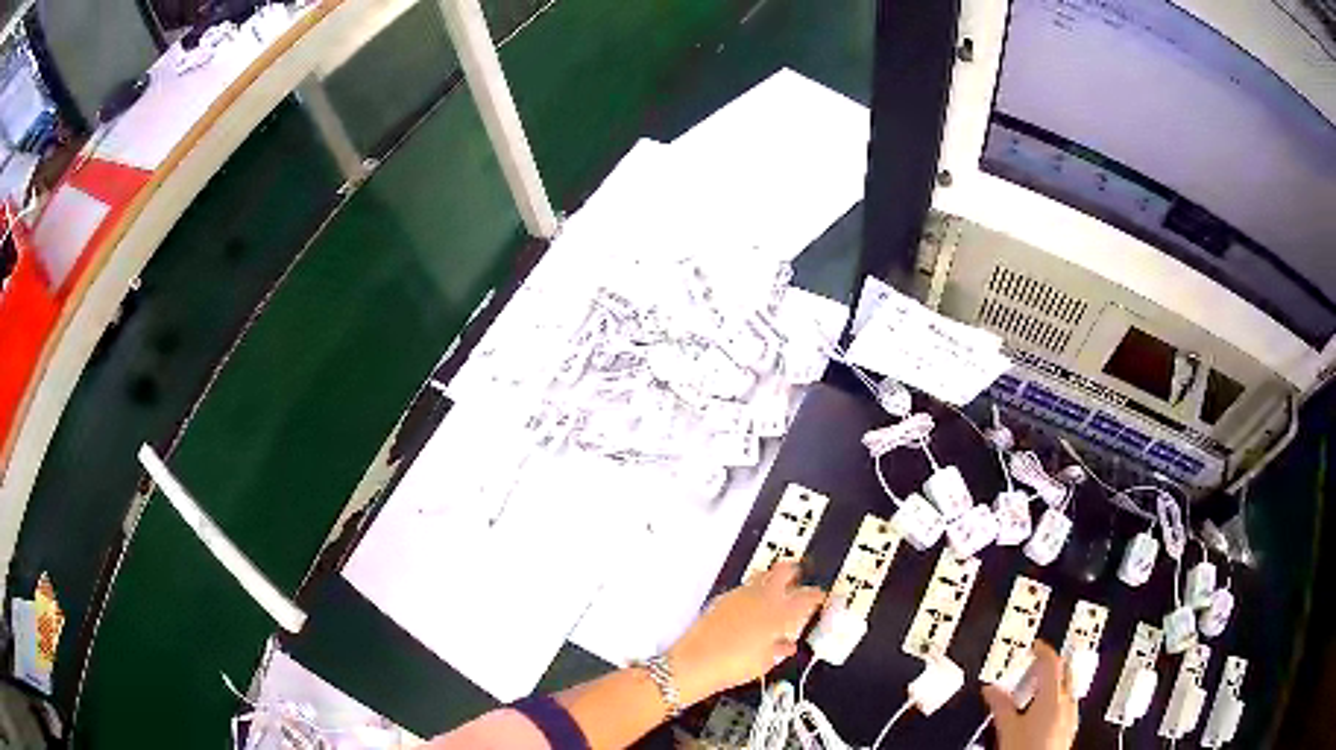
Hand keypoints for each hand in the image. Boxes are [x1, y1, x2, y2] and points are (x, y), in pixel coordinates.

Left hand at [666, 562, 824, 705]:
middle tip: (800, 577)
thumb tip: (786, 645)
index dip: (817, 595)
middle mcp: (761, 599)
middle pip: (784, 571)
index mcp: (779, 614)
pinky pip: (744, 587)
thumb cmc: (732, 666)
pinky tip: (753, 604)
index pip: (807, 597)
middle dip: (795, 571)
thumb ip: (780, 649)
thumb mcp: (765, 662)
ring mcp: (740, 595)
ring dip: (772, 578)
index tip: (820, 596)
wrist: (695, 663)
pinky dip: (753, 590)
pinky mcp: (723, 599)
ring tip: (777, 588)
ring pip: (762, 574)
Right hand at [983, 641, 1077, 749]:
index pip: (1051, 661)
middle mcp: (1067, 701)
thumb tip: (991, 688)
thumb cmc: (1027, 749)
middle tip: (1035, 664)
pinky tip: (1043, 710)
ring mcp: (1071, 713)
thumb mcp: (1007, 728)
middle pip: (1064, 671)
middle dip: (1050, 665)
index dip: (1042, 650)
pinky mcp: (1071, 726)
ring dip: (1053, 682)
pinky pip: (1067, 702)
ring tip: (1035, 689)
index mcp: (1053, 695)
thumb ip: (1001, 705)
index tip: (1034, 646)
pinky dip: (1056, 698)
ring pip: (1067, 686)